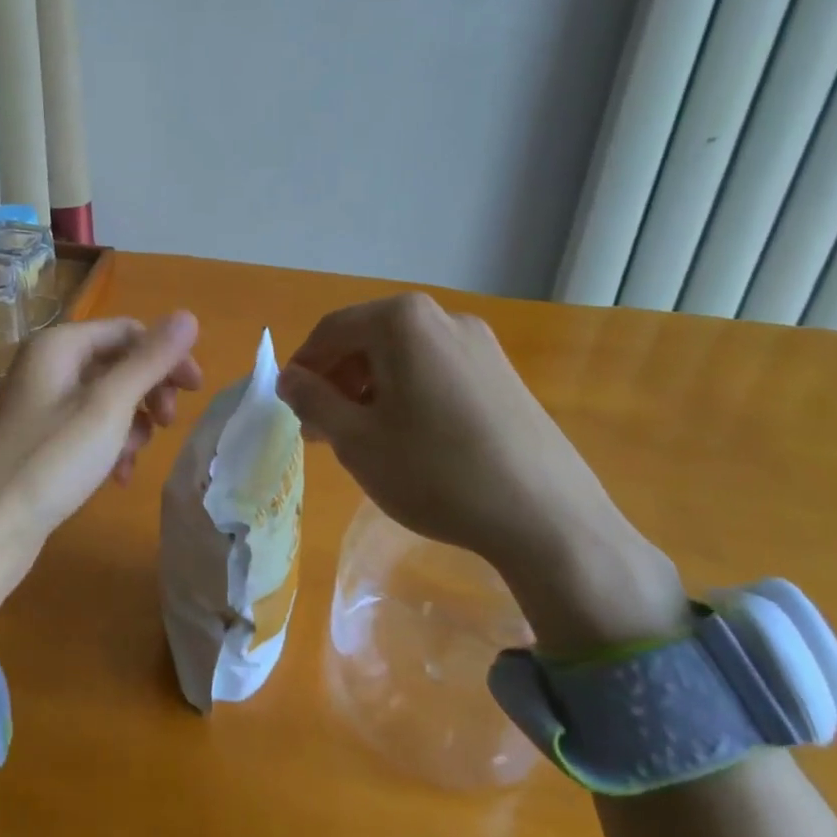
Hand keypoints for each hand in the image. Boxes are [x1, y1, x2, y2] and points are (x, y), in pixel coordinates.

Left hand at [0, 313, 202, 625]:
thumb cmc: (50, 462)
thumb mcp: (108, 407)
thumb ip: (150, 361)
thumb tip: (188, 315)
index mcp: (59, 345)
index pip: (128, 331)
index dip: (166, 355)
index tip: (196, 391)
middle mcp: (47, 365)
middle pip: (117, 362)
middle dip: (148, 391)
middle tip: (167, 424)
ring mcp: (40, 403)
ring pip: (106, 398)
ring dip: (131, 422)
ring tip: (134, 456)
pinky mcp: (39, 438)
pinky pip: (87, 427)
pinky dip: (109, 444)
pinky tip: (117, 475)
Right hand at [278, 294, 684, 654]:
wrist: (546, 518)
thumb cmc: (434, 472)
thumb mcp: (355, 438)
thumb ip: (312, 399)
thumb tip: (290, 378)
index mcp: (402, 321)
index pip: (331, 331)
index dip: (303, 367)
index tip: (290, 407)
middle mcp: (442, 318)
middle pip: (368, 340)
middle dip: (336, 380)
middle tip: (320, 429)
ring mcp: (480, 344)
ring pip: (402, 357)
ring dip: (369, 389)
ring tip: (360, 438)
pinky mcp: (502, 374)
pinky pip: (435, 371)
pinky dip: (407, 394)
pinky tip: (407, 438)